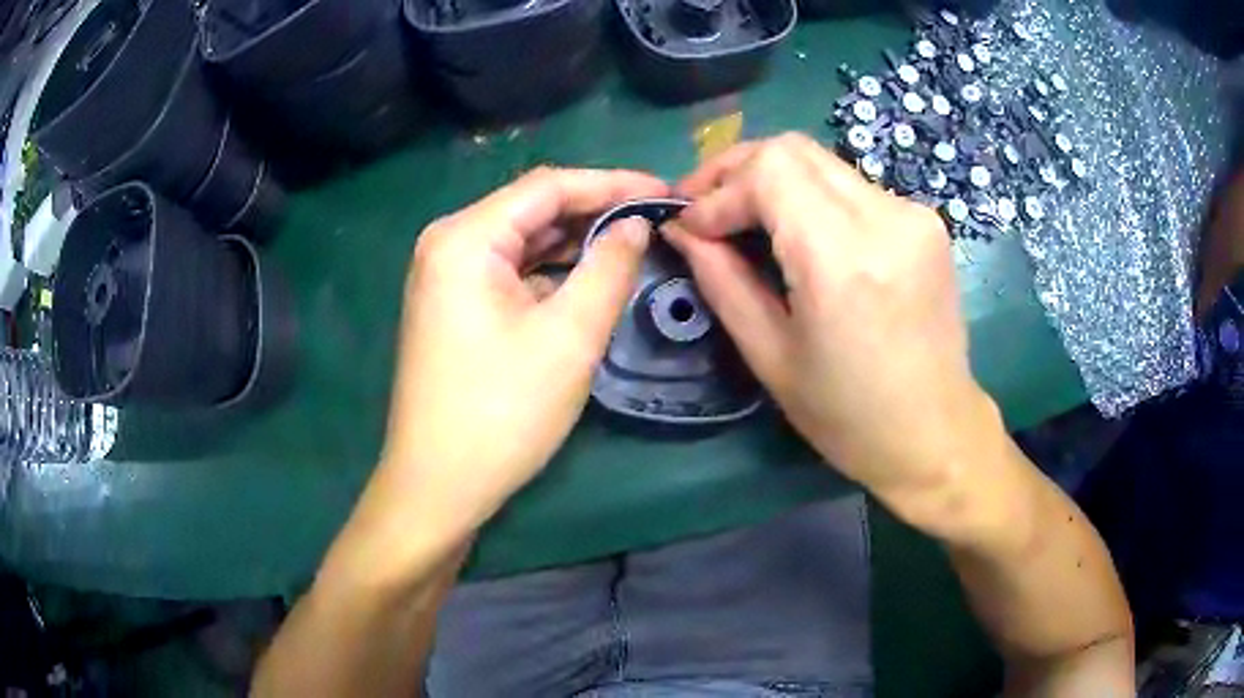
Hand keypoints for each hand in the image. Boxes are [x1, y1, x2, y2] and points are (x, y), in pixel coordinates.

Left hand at [380, 167, 666, 531]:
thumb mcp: (569, 337)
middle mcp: (448, 243)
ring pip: (521, 238)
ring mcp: (445, 274)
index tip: (665, 191)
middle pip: (532, 207)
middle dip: (595, 208)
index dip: (612, 182)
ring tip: (633, 240)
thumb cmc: (502, 413)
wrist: (437, 484)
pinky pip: (509, 268)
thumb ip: (609, 267)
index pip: (549, 186)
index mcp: (465, 238)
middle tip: (656, 217)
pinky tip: (586, 274)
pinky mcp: (452, 304)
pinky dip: (549, 267)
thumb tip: (635, 223)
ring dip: (574, 238)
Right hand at [667, 134, 995, 505]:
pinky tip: (797, 232)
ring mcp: (913, 215)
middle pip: (793, 149)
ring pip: (821, 162)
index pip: (769, 171)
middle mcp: (886, 219)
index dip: (718, 188)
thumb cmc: (848, 416)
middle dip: (737, 169)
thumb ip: (721, 280)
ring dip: (772, 180)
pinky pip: (851, 186)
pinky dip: (811, 197)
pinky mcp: (925, 222)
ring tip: (742, 216)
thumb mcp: (770, 356)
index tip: (690, 225)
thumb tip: (681, 229)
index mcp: (843, 260)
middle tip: (704, 205)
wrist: (935, 433)